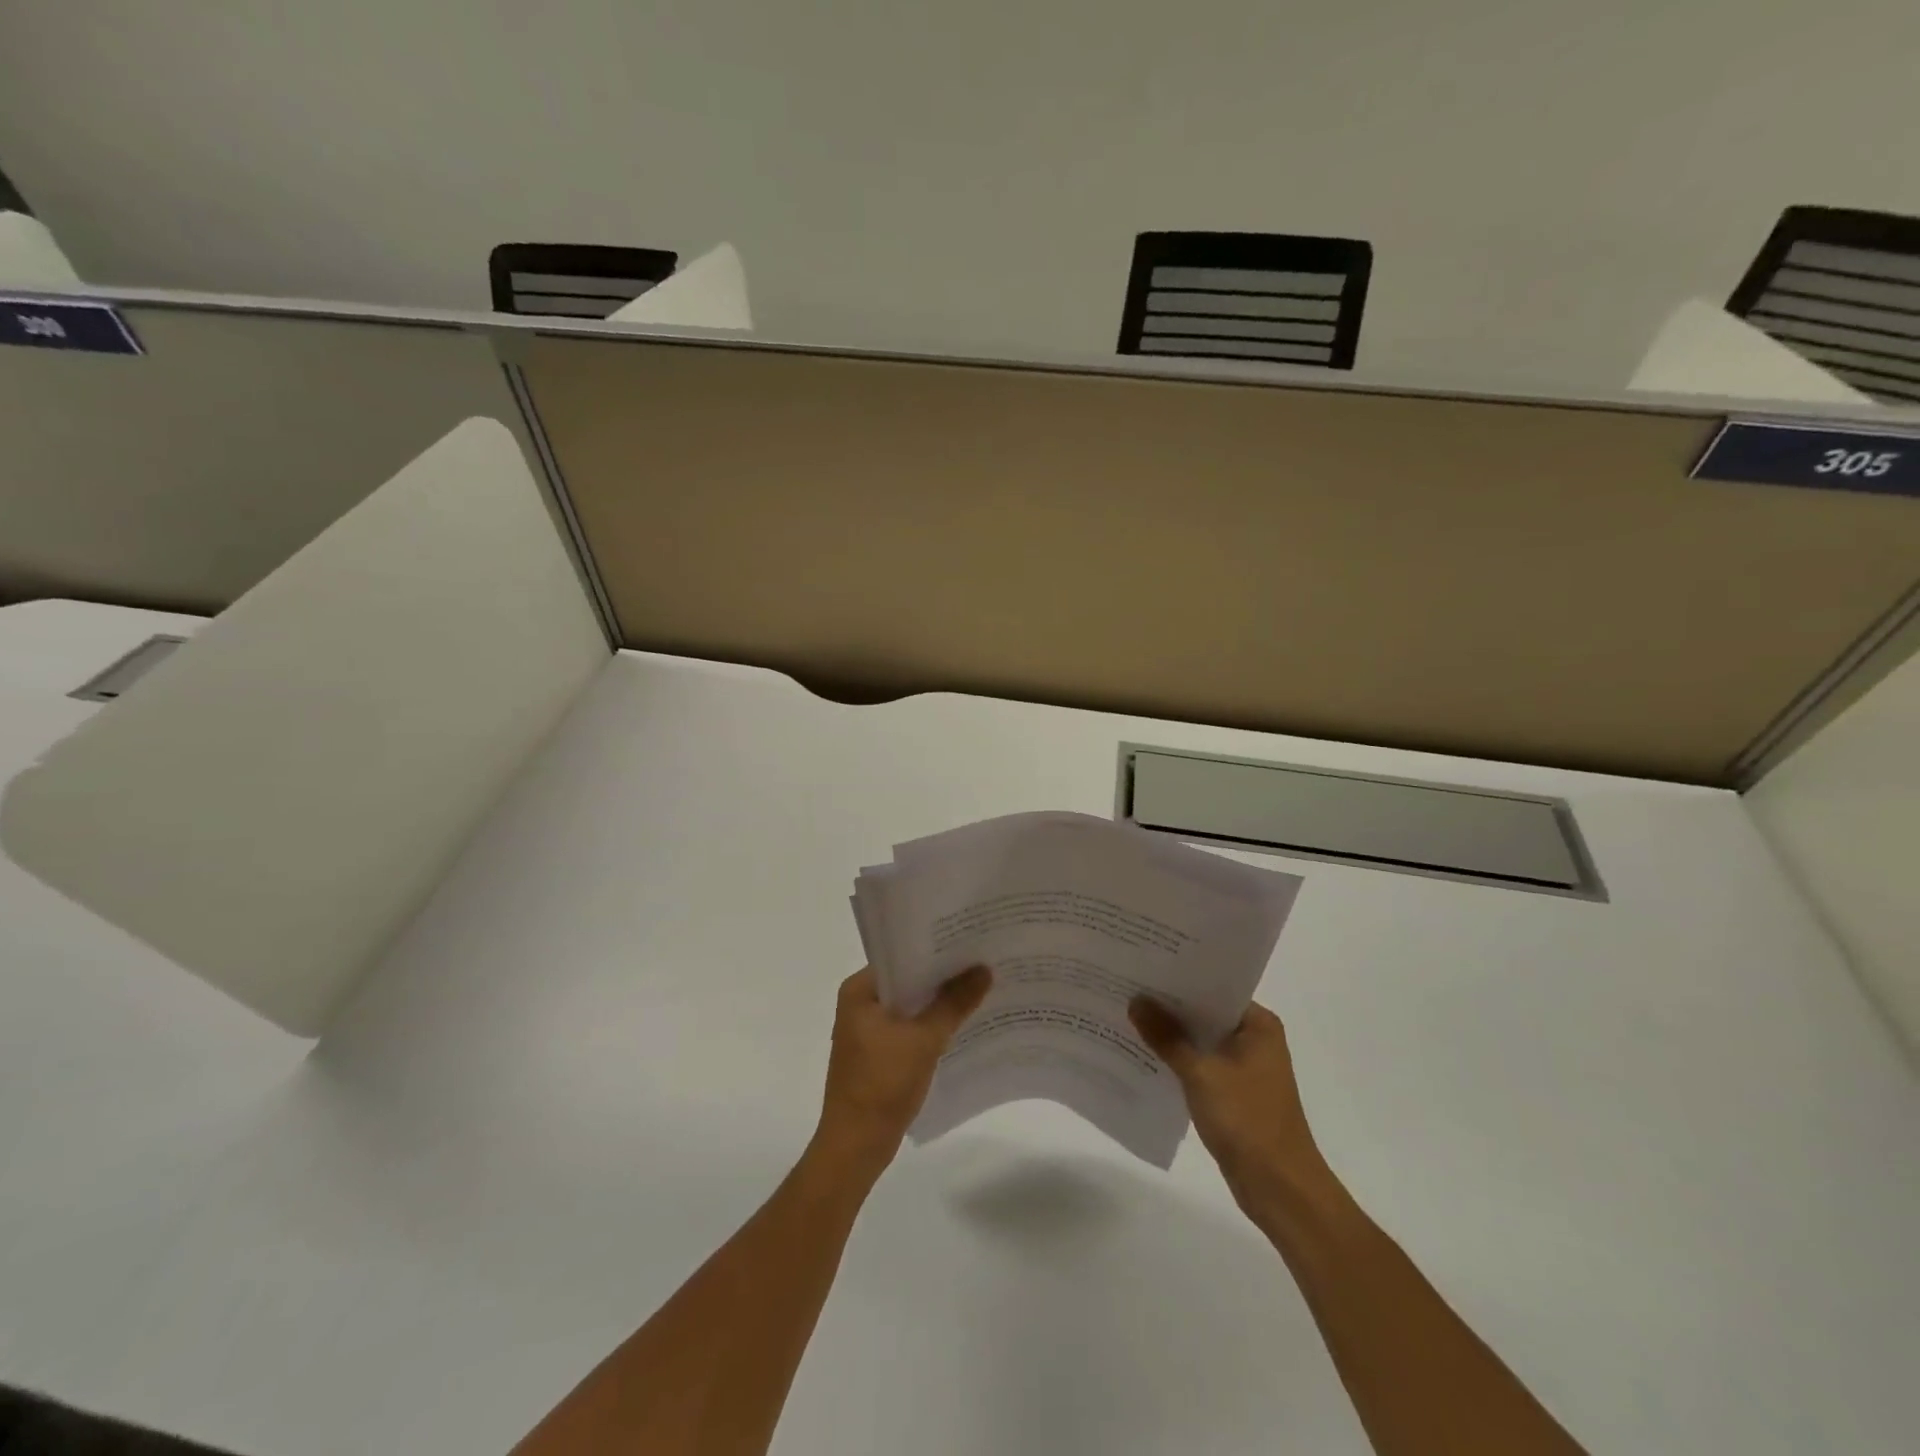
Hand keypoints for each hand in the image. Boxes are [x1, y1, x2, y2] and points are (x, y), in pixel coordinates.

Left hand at [814, 965, 991, 1175]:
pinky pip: (909, 1026)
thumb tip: (983, 969)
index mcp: (859, 990)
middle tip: (982, 960)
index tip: (968, 939)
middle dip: (941, 975)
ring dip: (939, 1001)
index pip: (901, 956)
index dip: (934, 948)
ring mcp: (867, 1030)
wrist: (856, 1146)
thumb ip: (954, 1002)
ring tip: (979, 986)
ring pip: (910, 1004)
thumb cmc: (883, 1084)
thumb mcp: (924, 1039)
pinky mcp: (878, 1052)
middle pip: (907, 979)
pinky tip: (962, 1023)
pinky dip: (932, 1024)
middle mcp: (859, 1003)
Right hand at [1129, 997, 1334, 1217]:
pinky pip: (1199, 1064)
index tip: (1142, 967)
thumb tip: (1135, 1000)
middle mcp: (1254, 1039)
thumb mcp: (1200, 1073)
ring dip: (1170, 1035)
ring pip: (1199, 1040)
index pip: (1212, 988)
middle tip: (1125, 987)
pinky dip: (1177, 1060)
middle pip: (1204, 1013)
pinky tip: (1144, 1055)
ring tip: (1126, 1015)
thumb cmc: (1247, 1120)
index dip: (1178, 978)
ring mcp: (1245, 1067)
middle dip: (1168, 1006)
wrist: (1280, 1189)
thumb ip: (1166, 1036)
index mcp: (1257, 1024)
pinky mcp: (1233, 1092)